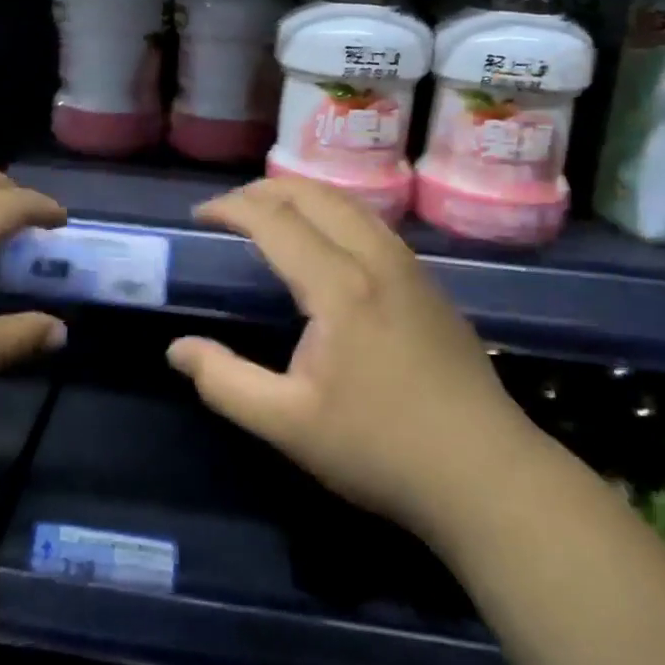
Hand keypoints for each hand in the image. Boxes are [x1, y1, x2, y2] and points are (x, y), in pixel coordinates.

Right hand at [167, 178, 532, 538]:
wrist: (487, 474)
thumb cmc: (381, 449)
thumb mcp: (288, 425)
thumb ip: (226, 383)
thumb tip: (177, 349)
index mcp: (339, 285)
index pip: (275, 219)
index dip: (231, 208)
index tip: (199, 216)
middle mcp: (375, 259)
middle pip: (314, 194)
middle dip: (264, 190)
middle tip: (228, 209)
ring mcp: (409, 267)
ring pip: (349, 202)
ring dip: (302, 195)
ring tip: (269, 213)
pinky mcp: (429, 283)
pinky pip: (371, 222)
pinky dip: (333, 211)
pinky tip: (325, 241)